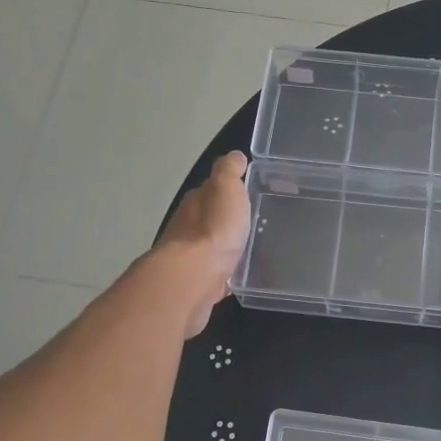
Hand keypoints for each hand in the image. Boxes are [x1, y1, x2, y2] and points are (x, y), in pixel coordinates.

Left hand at [156, 151, 251, 336]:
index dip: (229, 188)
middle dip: (227, 218)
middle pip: (209, 218)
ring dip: (226, 245)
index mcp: (196, 202)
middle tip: (253, 220)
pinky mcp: (198, 283)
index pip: (211, 189)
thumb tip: (234, 156)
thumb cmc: (214, 229)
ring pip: (211, 245)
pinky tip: (238, 274)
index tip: (249, 191)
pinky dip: (225, 271)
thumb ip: (229, 171)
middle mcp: (188, 227)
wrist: (194, 279)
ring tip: (250, 246)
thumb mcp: (226, 188)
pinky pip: (215, 272)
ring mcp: (191, 257)